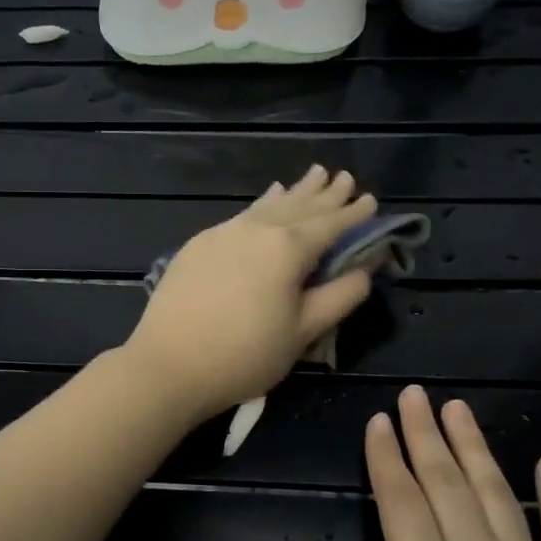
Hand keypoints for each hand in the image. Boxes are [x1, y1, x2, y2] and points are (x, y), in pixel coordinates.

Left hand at [121, 165, 377, 421]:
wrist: (169, 364)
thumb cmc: (245, 355)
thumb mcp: (304, 331)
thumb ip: (341, 295)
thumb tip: (367, 266)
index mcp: (288, 248)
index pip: (331, 224)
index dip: (354, 214)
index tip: (372, 200)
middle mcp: (256, 229)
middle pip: (299, 206)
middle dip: (325, 193)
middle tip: (344, 177)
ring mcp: (222, 233)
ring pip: (267, 206)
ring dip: (293, 193)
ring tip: (312, 176)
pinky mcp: (198, 245)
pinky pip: (241, 216)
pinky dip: (261, 206)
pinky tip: (265, 202)